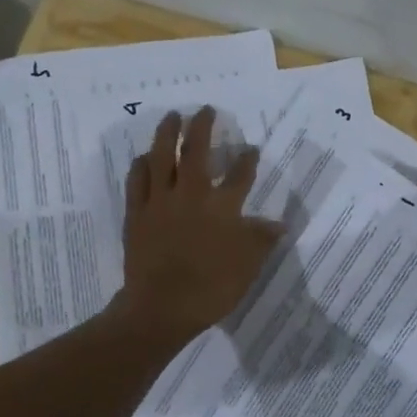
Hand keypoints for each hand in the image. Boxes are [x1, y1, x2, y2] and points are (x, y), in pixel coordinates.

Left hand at [116, 107, 284, 343]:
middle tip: (205, 110)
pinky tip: (144, 157)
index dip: (247, 160)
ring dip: (167, 134)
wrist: (161, 307)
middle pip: (196, 152)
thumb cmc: (211, 287)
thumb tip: (279, 224)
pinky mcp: (136, 214)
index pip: (239, 175)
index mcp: (222, 207)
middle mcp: (191, 195)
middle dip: (202, 128)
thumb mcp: (248, 266)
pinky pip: (137, 181)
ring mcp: (160, 202)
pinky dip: (141, 165)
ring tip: (171, 116)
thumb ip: (262, 240)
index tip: (251, 148)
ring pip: (161, 158)